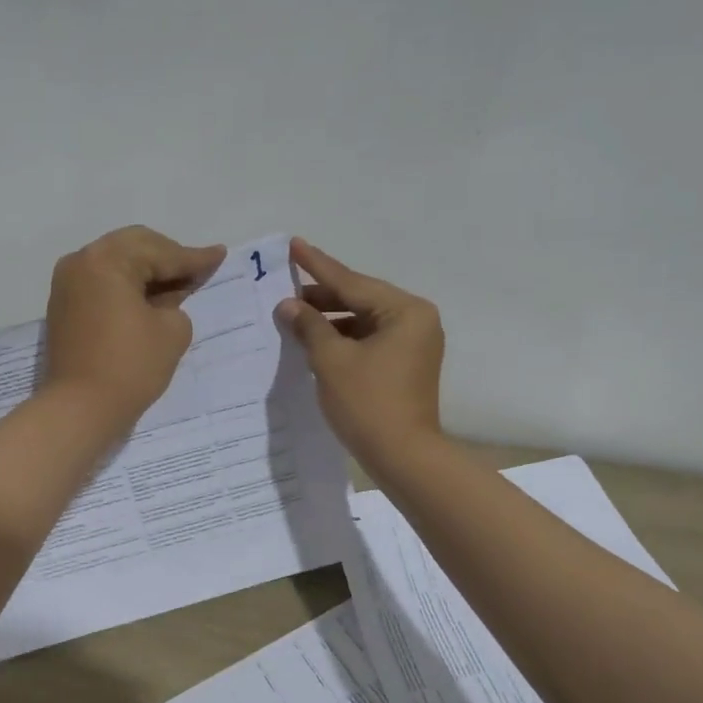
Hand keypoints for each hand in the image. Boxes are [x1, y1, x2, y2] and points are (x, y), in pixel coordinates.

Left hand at [42, 226, 226, 426]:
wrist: (80, 408)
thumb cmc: (131, 366)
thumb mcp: (173, 330)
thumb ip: (177, 302)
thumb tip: (165, 299)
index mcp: (108, 260)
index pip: (161, 253)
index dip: (194, 258)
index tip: (219, 255)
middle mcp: (82, 261)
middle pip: (134, 246)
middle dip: (168, 257)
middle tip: (197, 270)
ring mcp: (67, 283)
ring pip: (116, 262)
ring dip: (146, 270)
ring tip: (176, 284)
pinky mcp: (64, 306)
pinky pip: (102, 282)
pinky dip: (126, 285)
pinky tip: (148, 298)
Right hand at [277, 238, 444, 467]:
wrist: (403, 457)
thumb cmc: (368, 404)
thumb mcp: (332, 361)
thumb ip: (309, 326)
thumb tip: (288, 305)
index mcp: (405, 311)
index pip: (351, 282)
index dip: (317, 266)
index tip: (294, 245)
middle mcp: (416, 321)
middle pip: (361, 299)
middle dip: (322, 297)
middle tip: (286, 288)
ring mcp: (414, 344)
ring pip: (364, 321)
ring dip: (331, 320)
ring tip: (295, 316)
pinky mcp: (406, 365)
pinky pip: (370, 340)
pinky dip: (344, 339)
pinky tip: (316, 340)